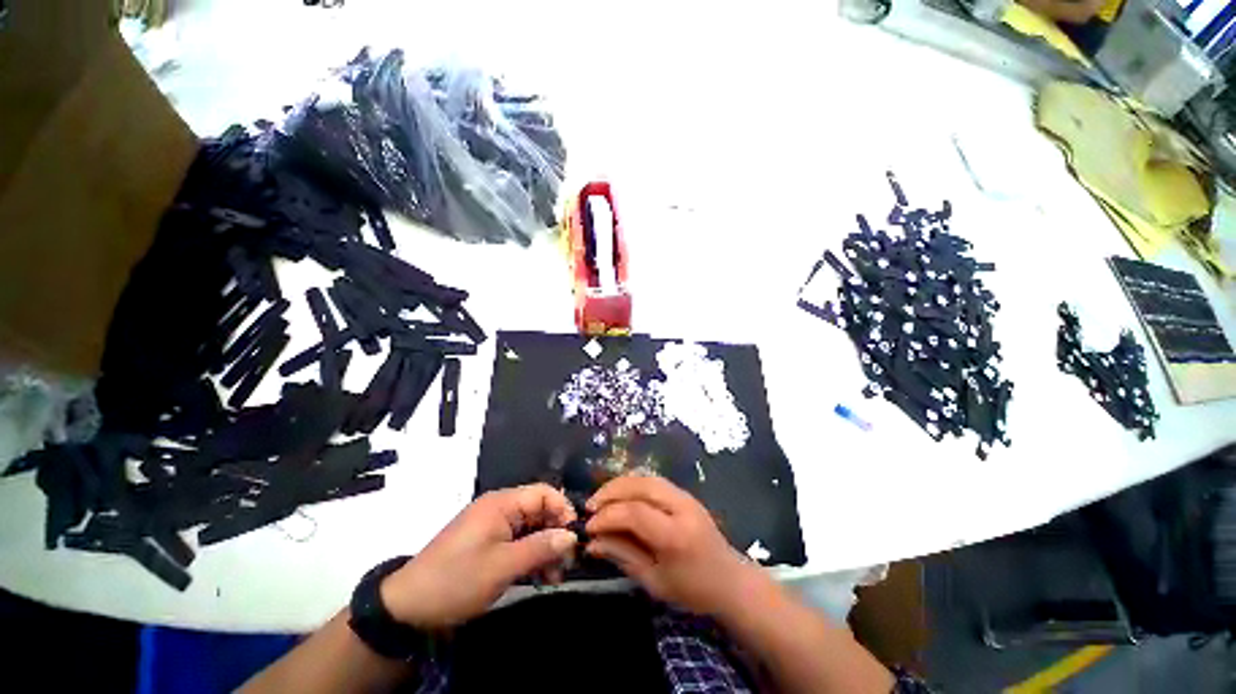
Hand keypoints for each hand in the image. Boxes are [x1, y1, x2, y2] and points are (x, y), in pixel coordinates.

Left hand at [380, 484, 577, 629]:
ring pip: (531, 529)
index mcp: (502, 503)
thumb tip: (571, 536)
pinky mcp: (488, 544)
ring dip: (546, 549)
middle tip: (567, 563)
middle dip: (556, 534)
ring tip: (556, 576)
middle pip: (539, 511)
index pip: (544, 493)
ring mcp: (493, 527)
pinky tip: (541, 577)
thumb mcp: (502, 566)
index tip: (574, 536)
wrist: (408, 607)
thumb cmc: (457, 580)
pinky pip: (518, 543)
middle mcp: (500, 509)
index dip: (563, 510)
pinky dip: (531, 557)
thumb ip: (540, 548)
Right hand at [585, 475, 763, 616]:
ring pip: (646, 477)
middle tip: (591, 507)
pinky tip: (621, 496)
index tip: (588, 527)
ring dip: (620, 484)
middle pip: (640, 485)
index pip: (634, 513)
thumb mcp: (654, 581)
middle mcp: (681, 507)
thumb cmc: (692, 590)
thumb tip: (592, 542)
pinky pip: (654, 480)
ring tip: (602, 499)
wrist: (730, 580)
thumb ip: (623, 556)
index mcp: (675, 535)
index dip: (607, 516)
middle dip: (611, 492)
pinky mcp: (685, 493)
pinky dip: (633, 484)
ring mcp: (686, 496)